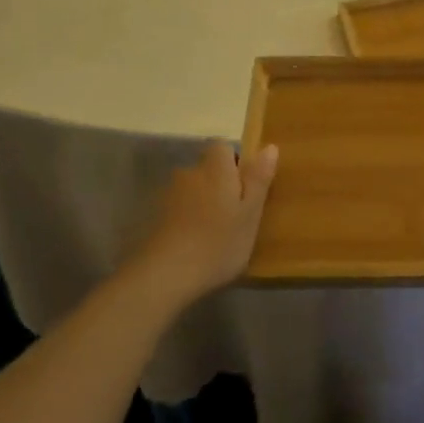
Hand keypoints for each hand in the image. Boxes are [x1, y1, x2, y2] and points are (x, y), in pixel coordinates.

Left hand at [130, 142, 277, 306]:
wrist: (164, 276)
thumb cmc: (218, 243)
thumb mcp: (250, 214)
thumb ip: (259, 179)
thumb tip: (270, 147)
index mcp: (215, 169)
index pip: (222, 146)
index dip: (234, 161)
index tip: (245, 186)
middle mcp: (189, 174)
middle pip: (206, 169)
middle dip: (219, 184)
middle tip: (234, 214)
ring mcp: (168, 196)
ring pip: (191, 190)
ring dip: (202, 203)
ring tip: (213, 233)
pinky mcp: (154, 219)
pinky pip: (177, 210)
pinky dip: (186, 220)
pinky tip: (193, 245)